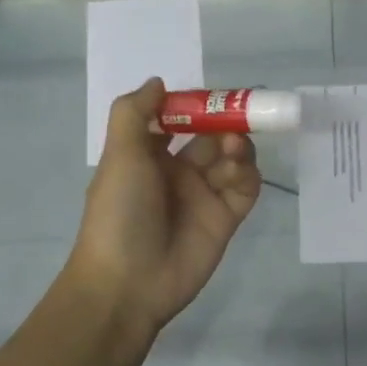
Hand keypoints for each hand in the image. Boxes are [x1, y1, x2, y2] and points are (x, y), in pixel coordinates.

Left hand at [66, 77, 261, 343]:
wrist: (127, 284)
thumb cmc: (119, 213)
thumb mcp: (119, 156)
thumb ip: (135, 113)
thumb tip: (159, 81)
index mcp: (147, 154)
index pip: (177, 118)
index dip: (195, 104)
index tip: (211, 95)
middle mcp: (177, 171)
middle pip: (211, 135)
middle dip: (224, 121)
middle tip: (238, 116)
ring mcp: (203, 195)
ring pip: (232, 158)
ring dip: (237, 146)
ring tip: (232, 149)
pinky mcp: (225, 218)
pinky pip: (245, 187)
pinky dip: (247, 174)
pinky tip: (237, 174)